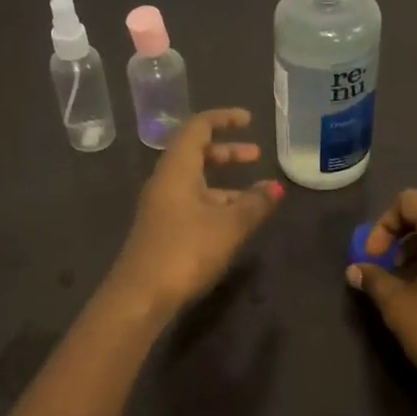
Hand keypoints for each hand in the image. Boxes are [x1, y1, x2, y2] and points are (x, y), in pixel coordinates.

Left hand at [108, 108, 283, 315]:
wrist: (140, 297)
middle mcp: (165, 181)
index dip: (224, 118)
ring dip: (225, 183)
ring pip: (195, 182)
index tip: (249, 120)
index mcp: (176, 169)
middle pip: (196, 154)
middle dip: (227, 152)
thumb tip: (276, 187)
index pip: (198, 127)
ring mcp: (161, 207)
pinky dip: (215, 203)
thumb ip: (255, 203)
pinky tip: (235, 222)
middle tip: (256, 156)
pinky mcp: (162, 230)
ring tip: (256, 196)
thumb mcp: (229, 225)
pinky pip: (192, 203)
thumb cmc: (185, 250)